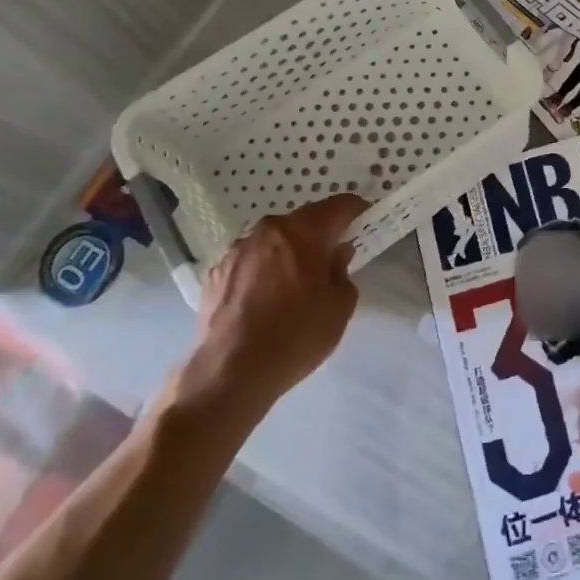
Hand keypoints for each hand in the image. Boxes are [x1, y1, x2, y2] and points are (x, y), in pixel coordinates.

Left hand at [177, 194, 367, 419]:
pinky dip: (262, 272)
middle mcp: (267, 231)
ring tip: (293, 284)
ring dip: (287, 253)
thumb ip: (343, 271)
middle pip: (302, 222)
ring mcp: (236, 251)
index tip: (365, 220)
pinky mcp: (215, 274)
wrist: (230, 373)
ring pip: (272, 242)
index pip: (338, 206)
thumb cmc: (296, 335)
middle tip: (331, 258)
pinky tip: (264, 300)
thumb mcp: (339, 307)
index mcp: (302, 232)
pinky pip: (249, 262)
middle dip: (319, 234)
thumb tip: (337, 254)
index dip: (355, 210)